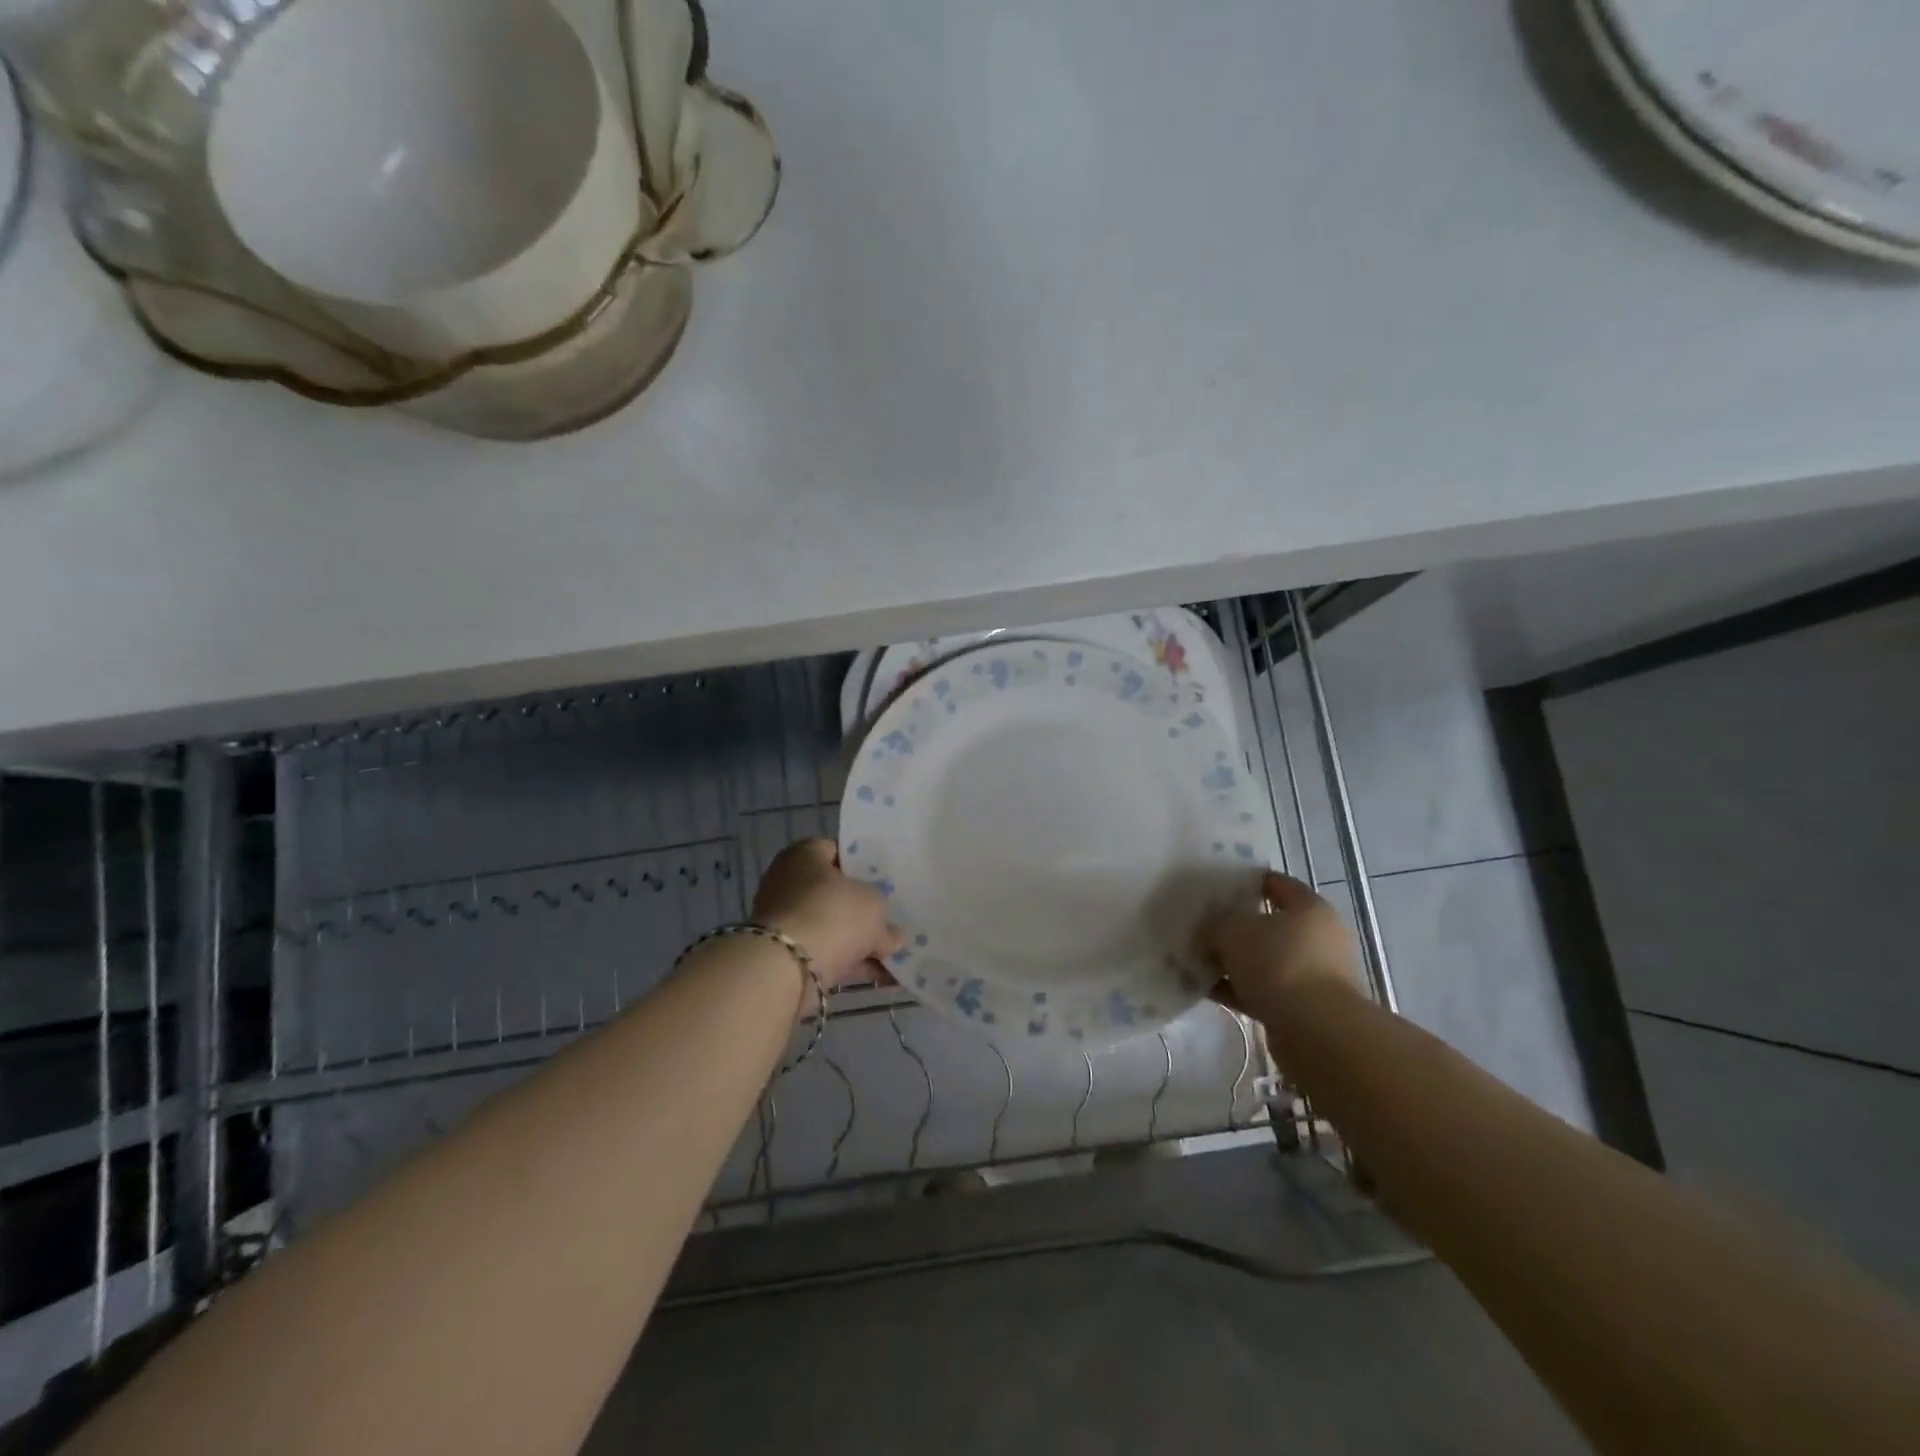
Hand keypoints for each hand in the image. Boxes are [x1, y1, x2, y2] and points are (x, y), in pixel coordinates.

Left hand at [752, 839, 902, 989]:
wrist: (787, 968)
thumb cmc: (833, 914)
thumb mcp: (874, 905)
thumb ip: (886, 918)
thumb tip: (893, 936)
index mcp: (805, 855)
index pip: (839, 852)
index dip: (865, 865)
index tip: (888, 880)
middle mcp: (790, 883)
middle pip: (836, 893)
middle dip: (864, 910)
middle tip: (894, 918)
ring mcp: (786, 921)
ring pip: (833, 927)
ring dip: (861, 942)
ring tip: (897, 953)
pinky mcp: (788, 956)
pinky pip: (828, 955)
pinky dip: (853, 965)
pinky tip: (884, 976)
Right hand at [1200, 871, 1362, 1023]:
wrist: (1315, 1030)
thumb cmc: (1278, 963)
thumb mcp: (1233, 932)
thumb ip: (1215, 925)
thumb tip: (1208, 932)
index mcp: (1309, 908)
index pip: (1276, 884)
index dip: (1246, 881)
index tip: (1217, 886)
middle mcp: (1318, 938)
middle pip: (1269, 924)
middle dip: (1236, 927)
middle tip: (1202, 925)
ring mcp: (1314, 975)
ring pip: (1265, 960)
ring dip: (1235, 962)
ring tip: (1198, 960)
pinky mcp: (1305, 1007)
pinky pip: (1263, 990)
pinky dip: (1238, 989)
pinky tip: (1206, 989)